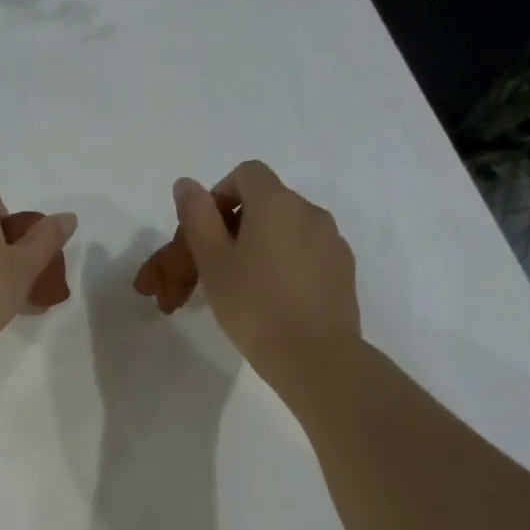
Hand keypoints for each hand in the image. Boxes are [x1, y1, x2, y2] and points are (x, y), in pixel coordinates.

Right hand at [169, 161, 360, 390]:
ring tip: (236, 289)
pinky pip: (304, 254)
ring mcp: (331, 241)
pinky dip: (281, 265)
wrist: (315, 356)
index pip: (246, 174)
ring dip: (256, 248)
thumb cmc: (254, 305)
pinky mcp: (342, 270)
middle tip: (207, 269)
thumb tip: (186, 183)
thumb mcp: (213, 261)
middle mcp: (309, 212)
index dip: (219, 195)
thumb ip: (197, 217)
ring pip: (284, 232)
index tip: (203, 232)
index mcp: (276, 203)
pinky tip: (269, 301)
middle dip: (231, 229)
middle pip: (264, 204)